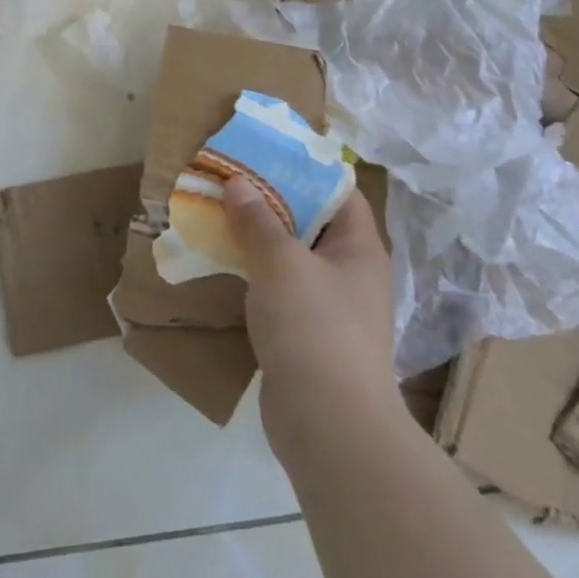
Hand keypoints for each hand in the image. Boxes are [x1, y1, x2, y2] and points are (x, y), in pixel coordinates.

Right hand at [223, 179, 404, 459]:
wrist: (329, 427)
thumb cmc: (314, 327)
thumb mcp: (280, 261)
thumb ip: (257, 219)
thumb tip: (238, 182)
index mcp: (359, 248)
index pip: (339, 191)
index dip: (306, 168)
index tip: (266, 151)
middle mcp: (350, 273)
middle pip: (311, 222)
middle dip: (271, 201)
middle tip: (231, 179)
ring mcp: (330, 308)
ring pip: (291, 258)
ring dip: (257, 238)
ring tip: (219, 213)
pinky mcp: (307, 337)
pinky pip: (279, 291)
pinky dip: (254, 274)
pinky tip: (223, 263)